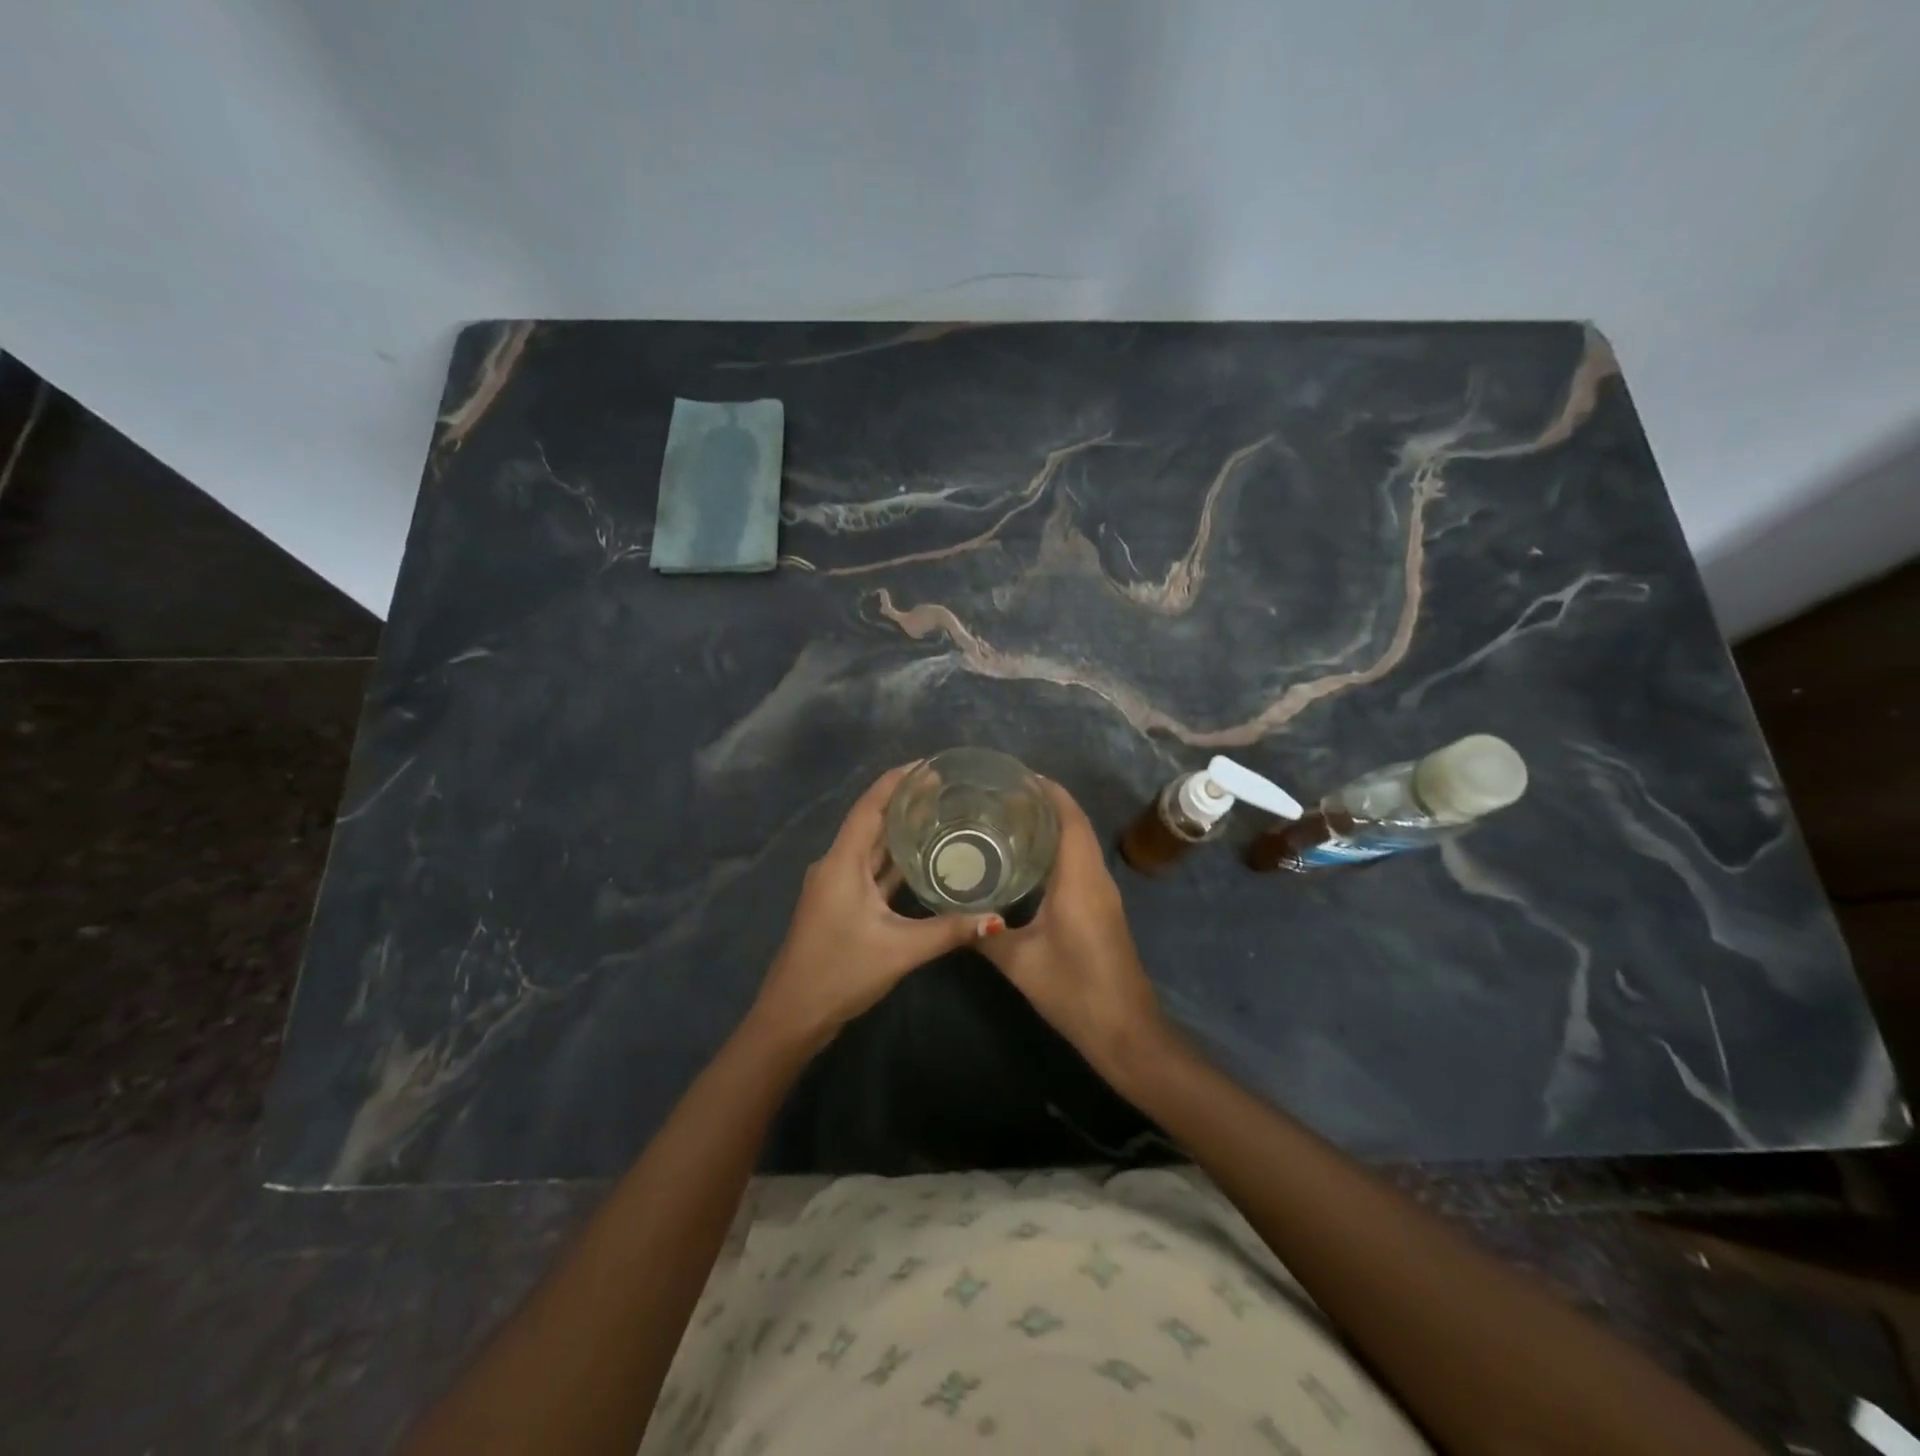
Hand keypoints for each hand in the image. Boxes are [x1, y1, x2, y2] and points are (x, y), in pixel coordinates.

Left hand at [749, 765, 1002, 1048]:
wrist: (793, 1015)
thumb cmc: (840, 972)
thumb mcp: (899, 950)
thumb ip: (948, 931)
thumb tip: (995, 918)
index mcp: (842, 863)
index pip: (870, 807)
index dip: (896, 781)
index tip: (928, 765)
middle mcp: (836, 865)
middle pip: (872, 822)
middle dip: (904, 802)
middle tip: (946, 787)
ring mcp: (837, 885)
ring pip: (872, 847)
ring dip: (900, 830)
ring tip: (939, 813)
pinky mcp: (842, 903)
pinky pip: (871, 870)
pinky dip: (895, 859)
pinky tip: (922, 857)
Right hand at [977, 779, 1165, 1072]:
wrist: (1125, 1030)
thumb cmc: (1074, 989)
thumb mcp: (1021, 962)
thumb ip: (985, 935)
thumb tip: (953, 912)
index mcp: (1079, 879)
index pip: (1069, 818)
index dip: (1048, 791)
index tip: (1017, 776)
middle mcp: (1095, 877)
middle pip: (1074, 824)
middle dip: (1044, 803)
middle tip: (1000, 796)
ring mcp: (1103, 893)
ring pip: (1079, 843)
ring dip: (1052, 825)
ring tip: (1008, 819)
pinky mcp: (1102, 908)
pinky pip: (1080, 863)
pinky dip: (1058, 849)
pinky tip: (1027, 860)